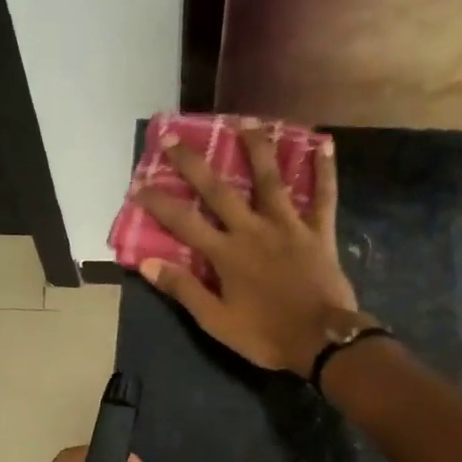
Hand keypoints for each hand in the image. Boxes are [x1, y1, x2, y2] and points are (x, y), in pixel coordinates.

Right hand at [133, 118, 359, 373]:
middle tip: (173, 137)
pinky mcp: (318, 232)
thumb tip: (147, 263)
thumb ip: (183, 289)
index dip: (159, 203)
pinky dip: (324, 171)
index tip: (137, 184)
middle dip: (193, 163)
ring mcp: (288, 226)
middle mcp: (253, 230)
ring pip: (270, 180)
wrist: (321, 341)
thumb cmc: (265, 335)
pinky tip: (323, 144)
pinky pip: (323, 196)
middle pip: (218, 190)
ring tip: (246, 121)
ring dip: (256, 148)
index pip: (183, 222)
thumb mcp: (216, 320)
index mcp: (226, 254)